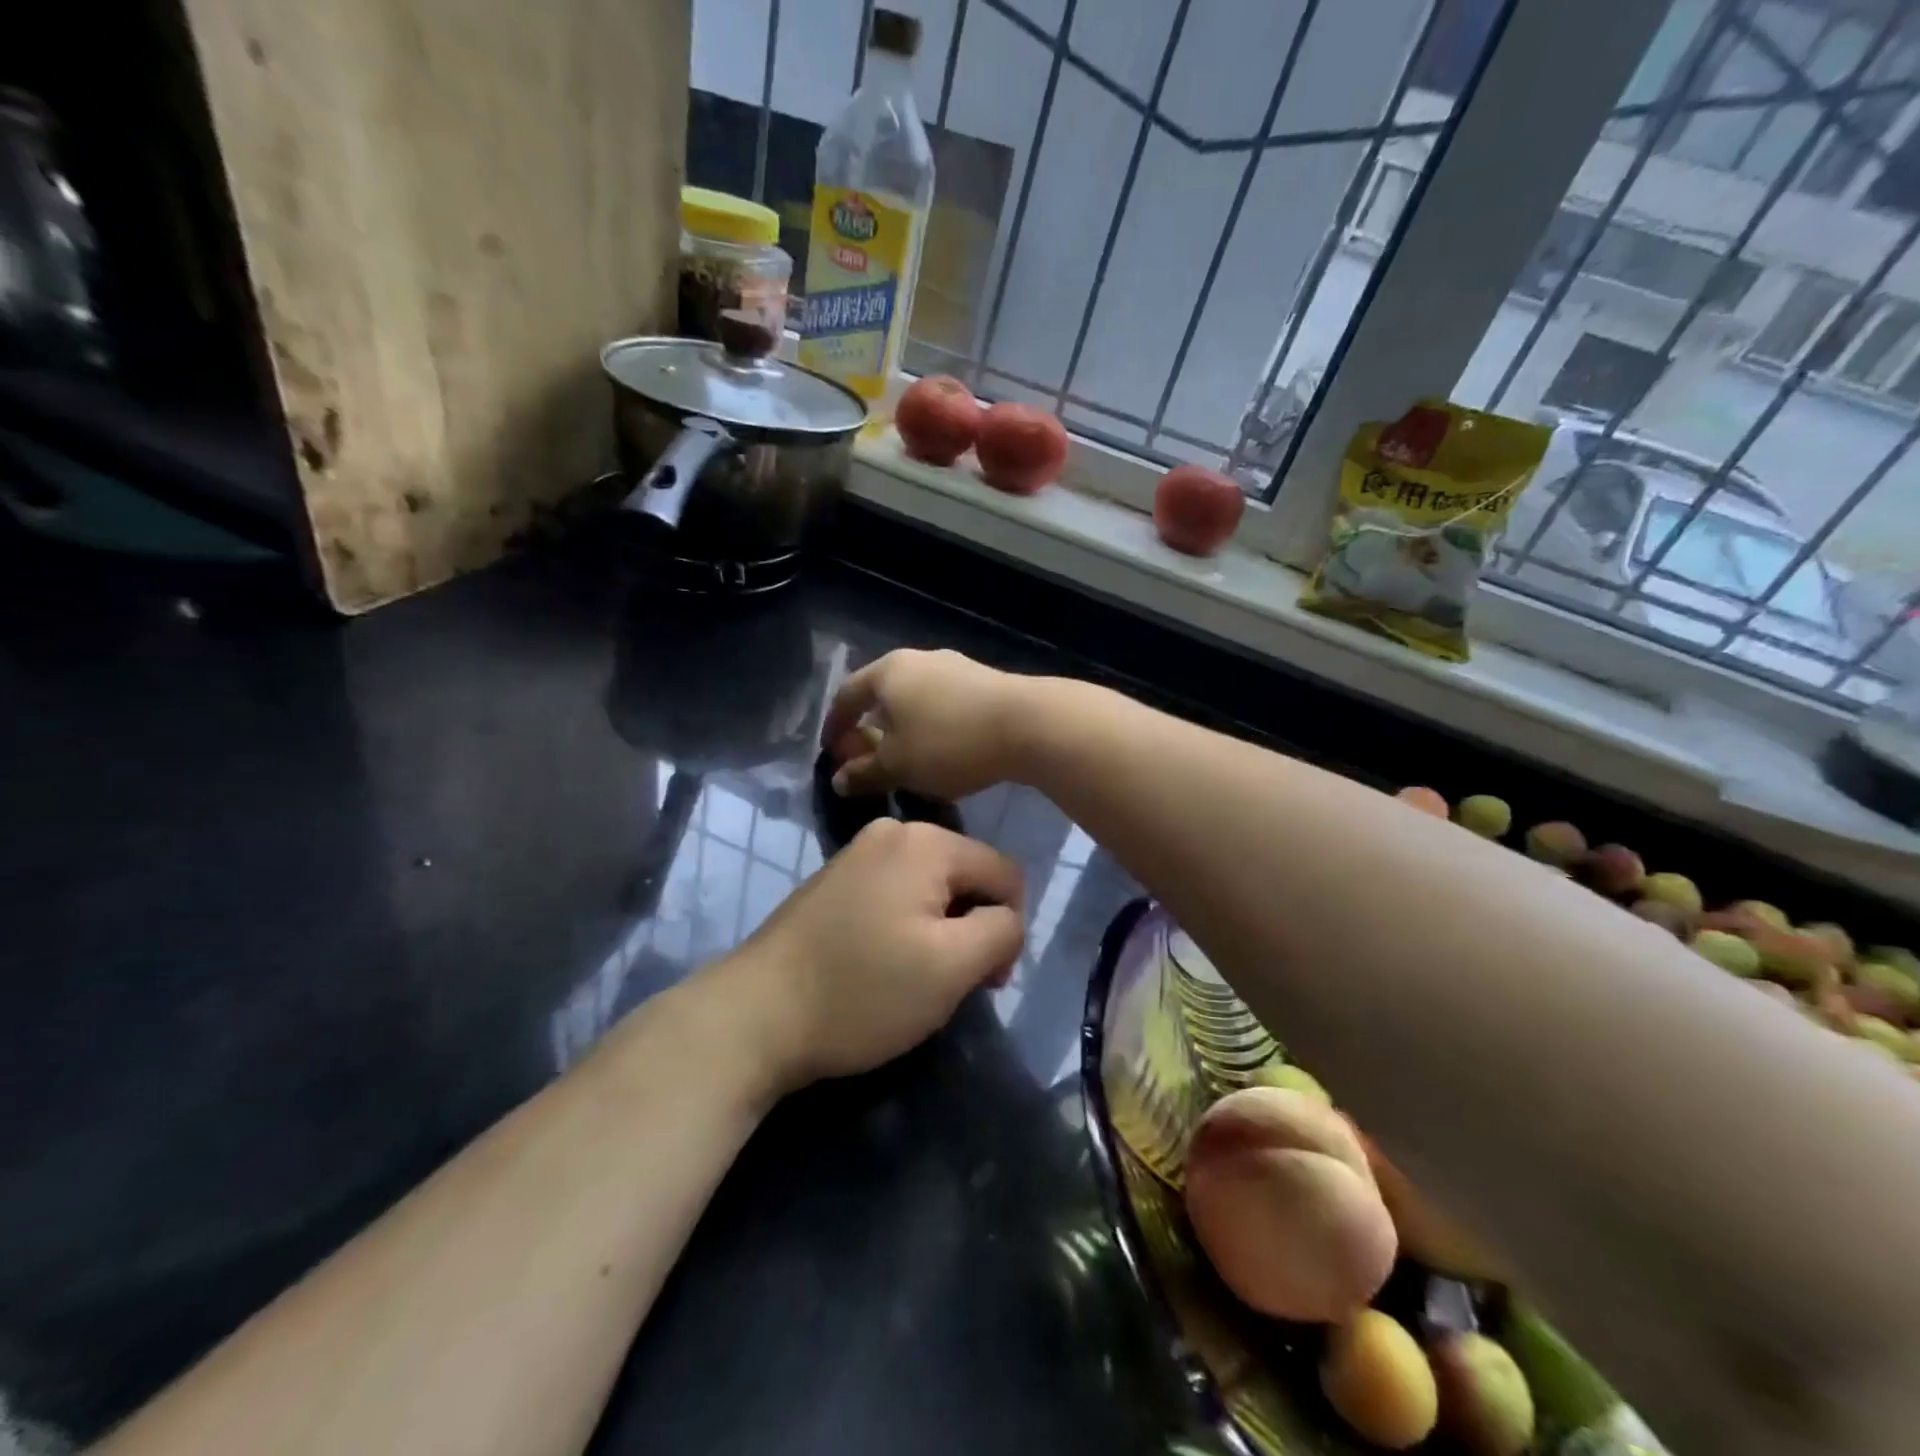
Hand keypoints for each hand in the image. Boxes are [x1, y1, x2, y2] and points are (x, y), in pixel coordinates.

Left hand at [725, 818, 1025, 1088]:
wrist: (755, 1014)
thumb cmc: (862, 989)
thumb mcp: (952, 966)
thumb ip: (1001, 931)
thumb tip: (1006, 918)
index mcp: (926, 840)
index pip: (1005, 874)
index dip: (1008, 929)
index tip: (984, 981)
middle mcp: (892, 832)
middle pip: (967, 878)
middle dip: (971, 930)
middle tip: (948, 985)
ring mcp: (858, 854)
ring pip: (932, 891)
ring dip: (939, 934)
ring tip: (913, 980)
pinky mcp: (835, 882)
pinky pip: (896, 897)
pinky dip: (904, 931)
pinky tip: (881, 967)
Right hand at [821, 648, 1036, 800]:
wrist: (1028, 724)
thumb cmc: (949, 743)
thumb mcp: (898, 766)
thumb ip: (864, 773)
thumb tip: (838, 780)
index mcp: (888, 672)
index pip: (847, 696)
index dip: (835, 726)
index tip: (831, 753)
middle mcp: (918, 659)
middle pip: (882, 693)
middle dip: (870, 727)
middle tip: (867, 758)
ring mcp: (954, 666)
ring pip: (915, 698)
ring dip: (902, 727)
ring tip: (905, 758)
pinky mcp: (983, 681)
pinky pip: (943, 703)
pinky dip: (931, 724)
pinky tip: (941, 749)